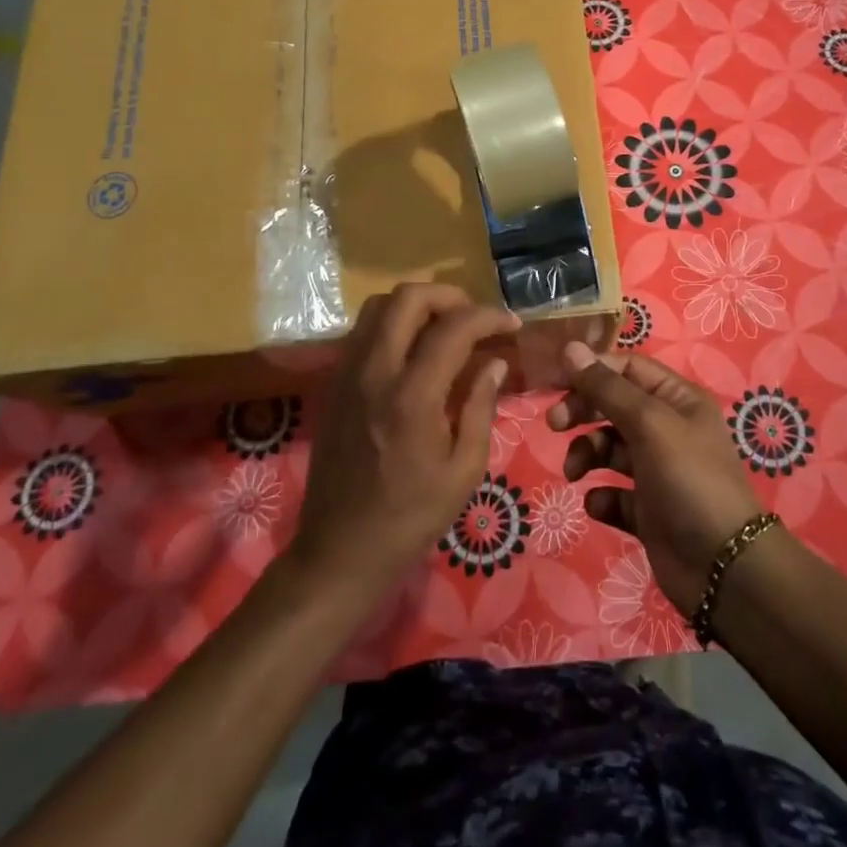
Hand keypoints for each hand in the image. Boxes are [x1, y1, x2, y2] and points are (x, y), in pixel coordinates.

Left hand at [293, 284, 517, 589]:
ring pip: (379, 306)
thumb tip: (494, 364)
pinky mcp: (334, 383)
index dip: (489, 317)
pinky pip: (364, 330)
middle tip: (476, 318)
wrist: (340, 550)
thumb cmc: (411, 518)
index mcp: (412, 396)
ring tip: (447, 327)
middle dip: (450, 296)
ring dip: (417, 305)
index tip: (512, 325)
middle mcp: (374, 372)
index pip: (453, 328)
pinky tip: (415, 350)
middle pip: (408, 298)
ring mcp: (347, 374)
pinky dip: (393, 323)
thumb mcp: (464, 471)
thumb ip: (481, 407)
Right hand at [548, 343, 762, 612]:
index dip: (593, 371)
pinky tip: (600, 504)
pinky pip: (614, 493)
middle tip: (555, 424)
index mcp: (677, 399)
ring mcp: (657, 471)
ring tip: (575, 473)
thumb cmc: (688, 479)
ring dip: (586, 454)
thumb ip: (607, 387)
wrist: (721, 566)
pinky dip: (602, 496)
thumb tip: (570, 347)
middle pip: (613, 406)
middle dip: (583, 411)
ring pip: (608, 448)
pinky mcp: (647, 510)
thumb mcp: (649, 423)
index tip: (556, 382)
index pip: (627, 368)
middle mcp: (668, 429)